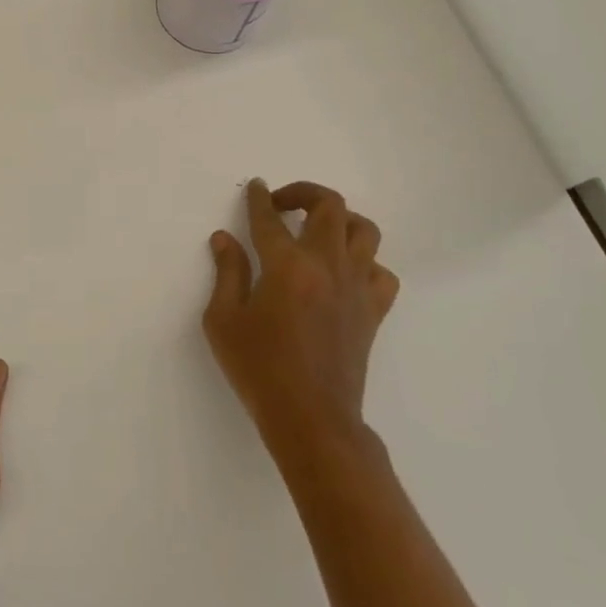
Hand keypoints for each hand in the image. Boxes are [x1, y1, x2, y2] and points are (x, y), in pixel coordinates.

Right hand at [203, 180, 399, 456]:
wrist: (312, 419)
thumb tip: (224, 239)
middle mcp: (327, 265)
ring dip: (339, 220)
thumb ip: (227, 273)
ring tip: (317, 230)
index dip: (259, 198)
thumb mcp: (224, 321)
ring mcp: (356, 286)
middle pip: (329, 206)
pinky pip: (381, 271)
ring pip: (363, 230)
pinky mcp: (373, 310)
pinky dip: (365, 263)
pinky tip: (344, 273)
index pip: (270, 218)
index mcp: (286, 265)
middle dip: (303, 193)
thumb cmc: (259, 369)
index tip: (255, 187)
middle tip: (282, 205)